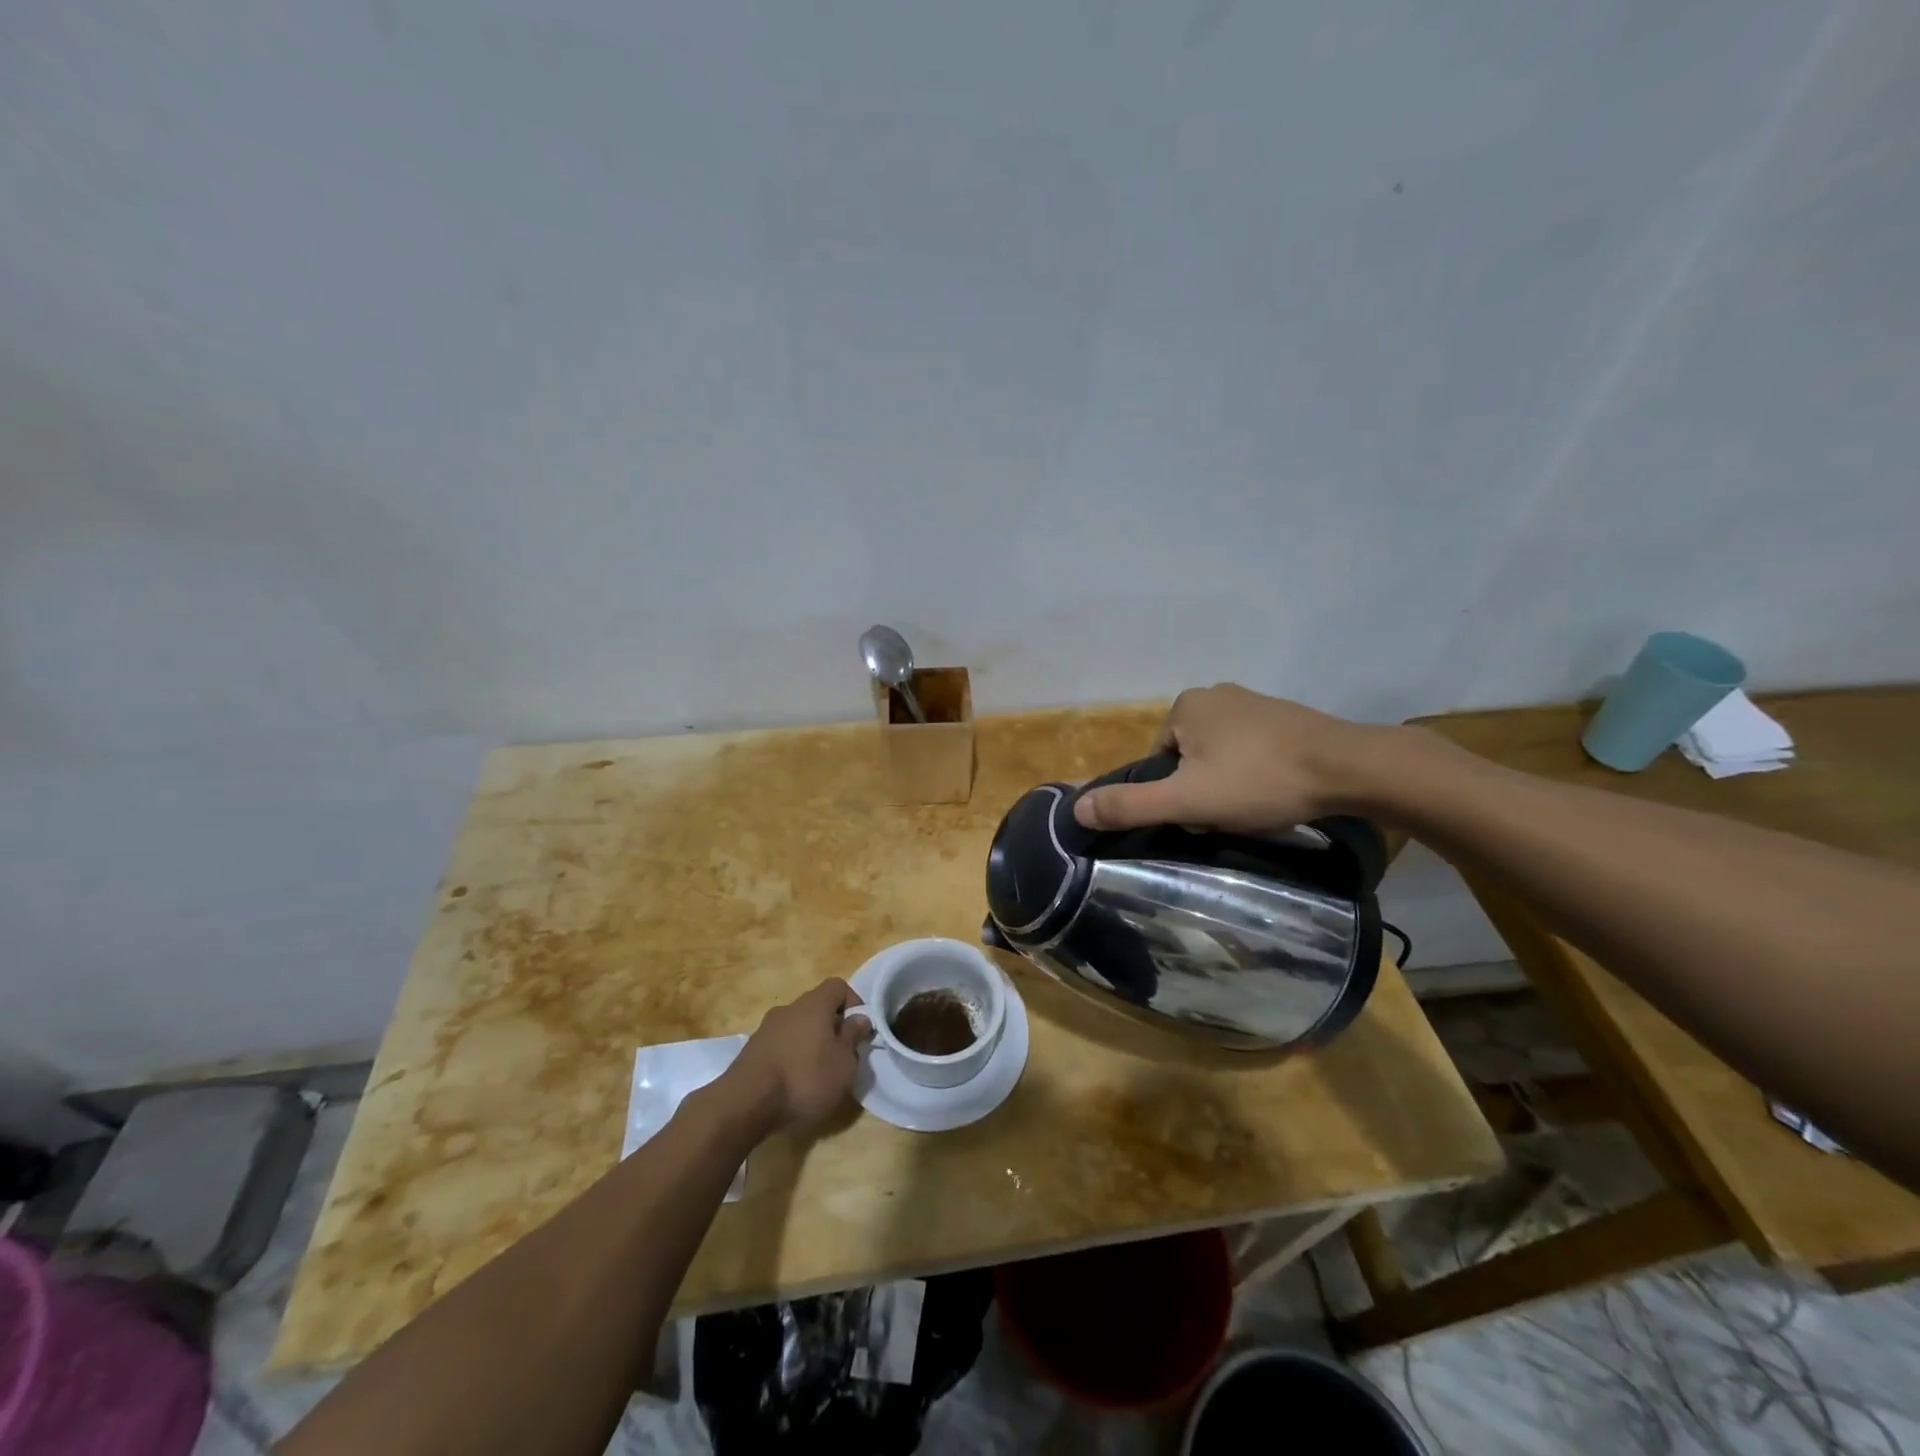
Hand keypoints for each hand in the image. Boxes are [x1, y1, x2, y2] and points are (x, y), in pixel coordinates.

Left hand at [723, 978, 873, 1134]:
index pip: (838, 986)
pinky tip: (792, 1084)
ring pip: (797, 1027)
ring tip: (817, 1075)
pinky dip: (790, 1057)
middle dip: (831, 1027)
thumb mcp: (843, 1064)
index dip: (854, 1003)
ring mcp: (766, 1028)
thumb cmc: (805, 1079)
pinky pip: (780, 1045)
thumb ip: (853, 1037)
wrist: (745, 1103)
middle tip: (841, 1056)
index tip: (859, 1031)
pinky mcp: (751, 1051)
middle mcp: (789, 1008)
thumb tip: (860, 1018)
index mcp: (814, 1004)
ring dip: (810, 1044)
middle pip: (817, 1007)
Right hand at [1073, 684, 1394, 833]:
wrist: (1350, 768)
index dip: (1173, 795)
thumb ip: (1130, 805)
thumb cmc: (1259, 780)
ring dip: (1228, 784)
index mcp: (1185, 705)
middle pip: (1187, 759)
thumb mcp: (1187, 801)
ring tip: (1254, 807)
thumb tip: (1077, 810)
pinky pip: (1251, 751)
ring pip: (1219, 757)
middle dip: (1201, 790)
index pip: (1157, 761)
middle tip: (1228, 814)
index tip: (1200, 814)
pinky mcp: (1286, 717)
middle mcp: (1216, 694)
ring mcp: (1254, 702)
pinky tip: (1275, 792)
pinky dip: (1255, 773)